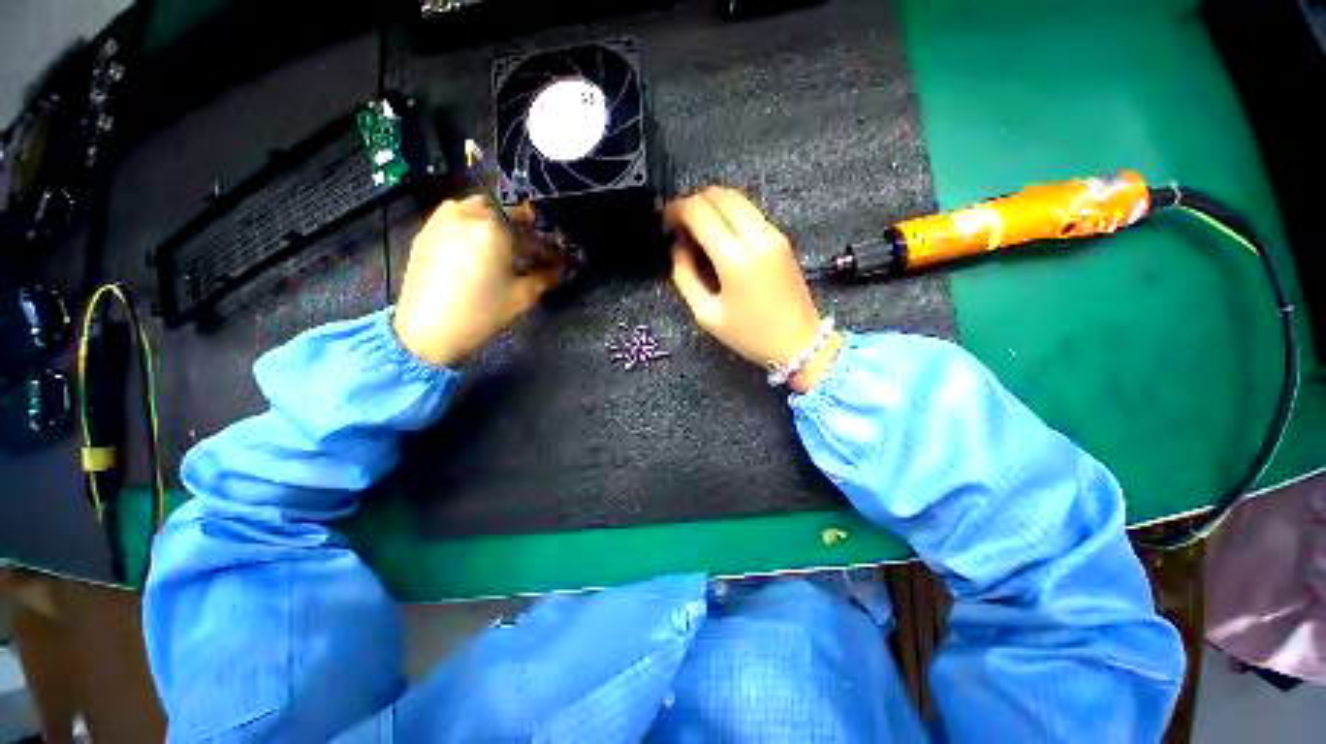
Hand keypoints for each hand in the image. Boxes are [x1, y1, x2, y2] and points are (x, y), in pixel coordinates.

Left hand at [394, 196, 559, 366]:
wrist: (427, 329)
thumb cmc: (481, 312)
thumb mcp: (522, 297)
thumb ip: (546, 277)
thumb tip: (562, 270)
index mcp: (495, 228)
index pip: (531, 232)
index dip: (548, 248)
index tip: (558, 260)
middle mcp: (468, 213)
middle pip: (505, 213)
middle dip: (522, 231)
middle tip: (531, 252)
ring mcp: (443, 219)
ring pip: (479, 209)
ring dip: (496, 223)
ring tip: (504, 247)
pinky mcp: (427, 230)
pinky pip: (457, 217)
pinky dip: (473, 227)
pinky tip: (478, 249)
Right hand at [666, 187, 842, 391]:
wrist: (799, 342)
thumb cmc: (749, 335)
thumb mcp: (707, 314)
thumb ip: (685, 277)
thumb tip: (678, 247)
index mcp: (735, 259)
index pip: (699, 212)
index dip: (675, 210)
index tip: (665, 223)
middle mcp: (757, 237)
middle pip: (718, 195)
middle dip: (692, 203)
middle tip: (679, 226)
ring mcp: (773, 234)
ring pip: (736, 197)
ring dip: (711, 206)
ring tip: (697, 230)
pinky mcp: (781, 237)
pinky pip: (749, 211)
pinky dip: (728, 213)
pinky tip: (719, 235)